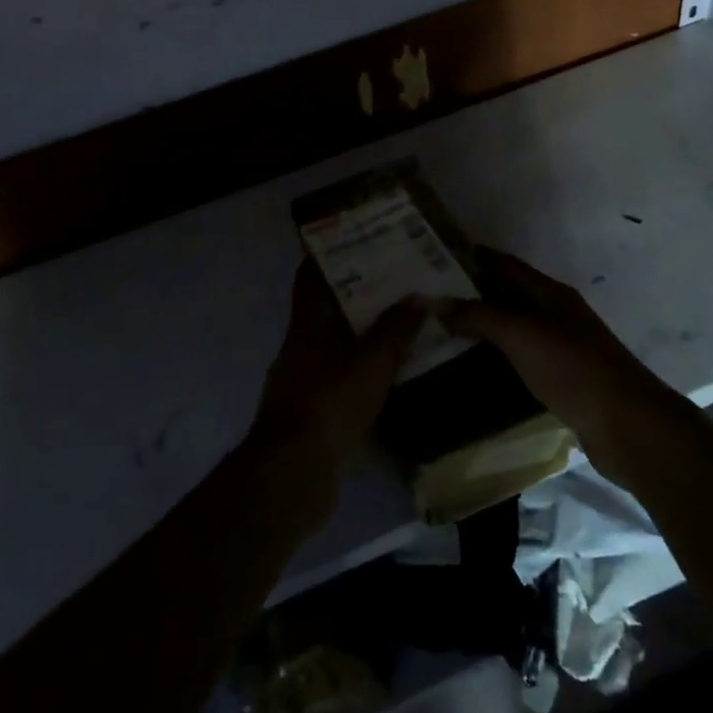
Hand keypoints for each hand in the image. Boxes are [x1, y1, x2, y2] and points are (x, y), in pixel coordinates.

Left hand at [245, 264, 420, 509]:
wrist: (294, 473)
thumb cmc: (330, 403)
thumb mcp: (371, 361)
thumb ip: (394, 328)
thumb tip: (418, 295)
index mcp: (308, 322)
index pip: (311, 275)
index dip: (329, 254)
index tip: (359, 239)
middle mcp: (301, 344)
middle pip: (327, 307)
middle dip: (358, 292)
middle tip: (398, 279)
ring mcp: (304, 378)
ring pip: (336, 342)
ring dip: (363, 332)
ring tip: (403, 320)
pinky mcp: (313, 409)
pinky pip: (341, 375)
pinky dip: (363, 368)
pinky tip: (392, 371)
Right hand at [431, 250, 679, 488]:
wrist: (627, 425)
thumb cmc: (573, 368)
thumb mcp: (522, 335)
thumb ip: (479, 316)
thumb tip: (436, 301)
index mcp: (550, 293)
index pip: (505, 264)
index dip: (473, 257)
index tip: (434, 256)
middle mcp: (555, 313)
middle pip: (507, 294)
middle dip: (471, 292)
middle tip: (429, 298)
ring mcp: (560, 347)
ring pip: (513, 327)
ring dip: (481, 327)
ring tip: (439, 330)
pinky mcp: (561, 379)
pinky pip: (520, 357)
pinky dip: (495, 356)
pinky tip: (471, 366)